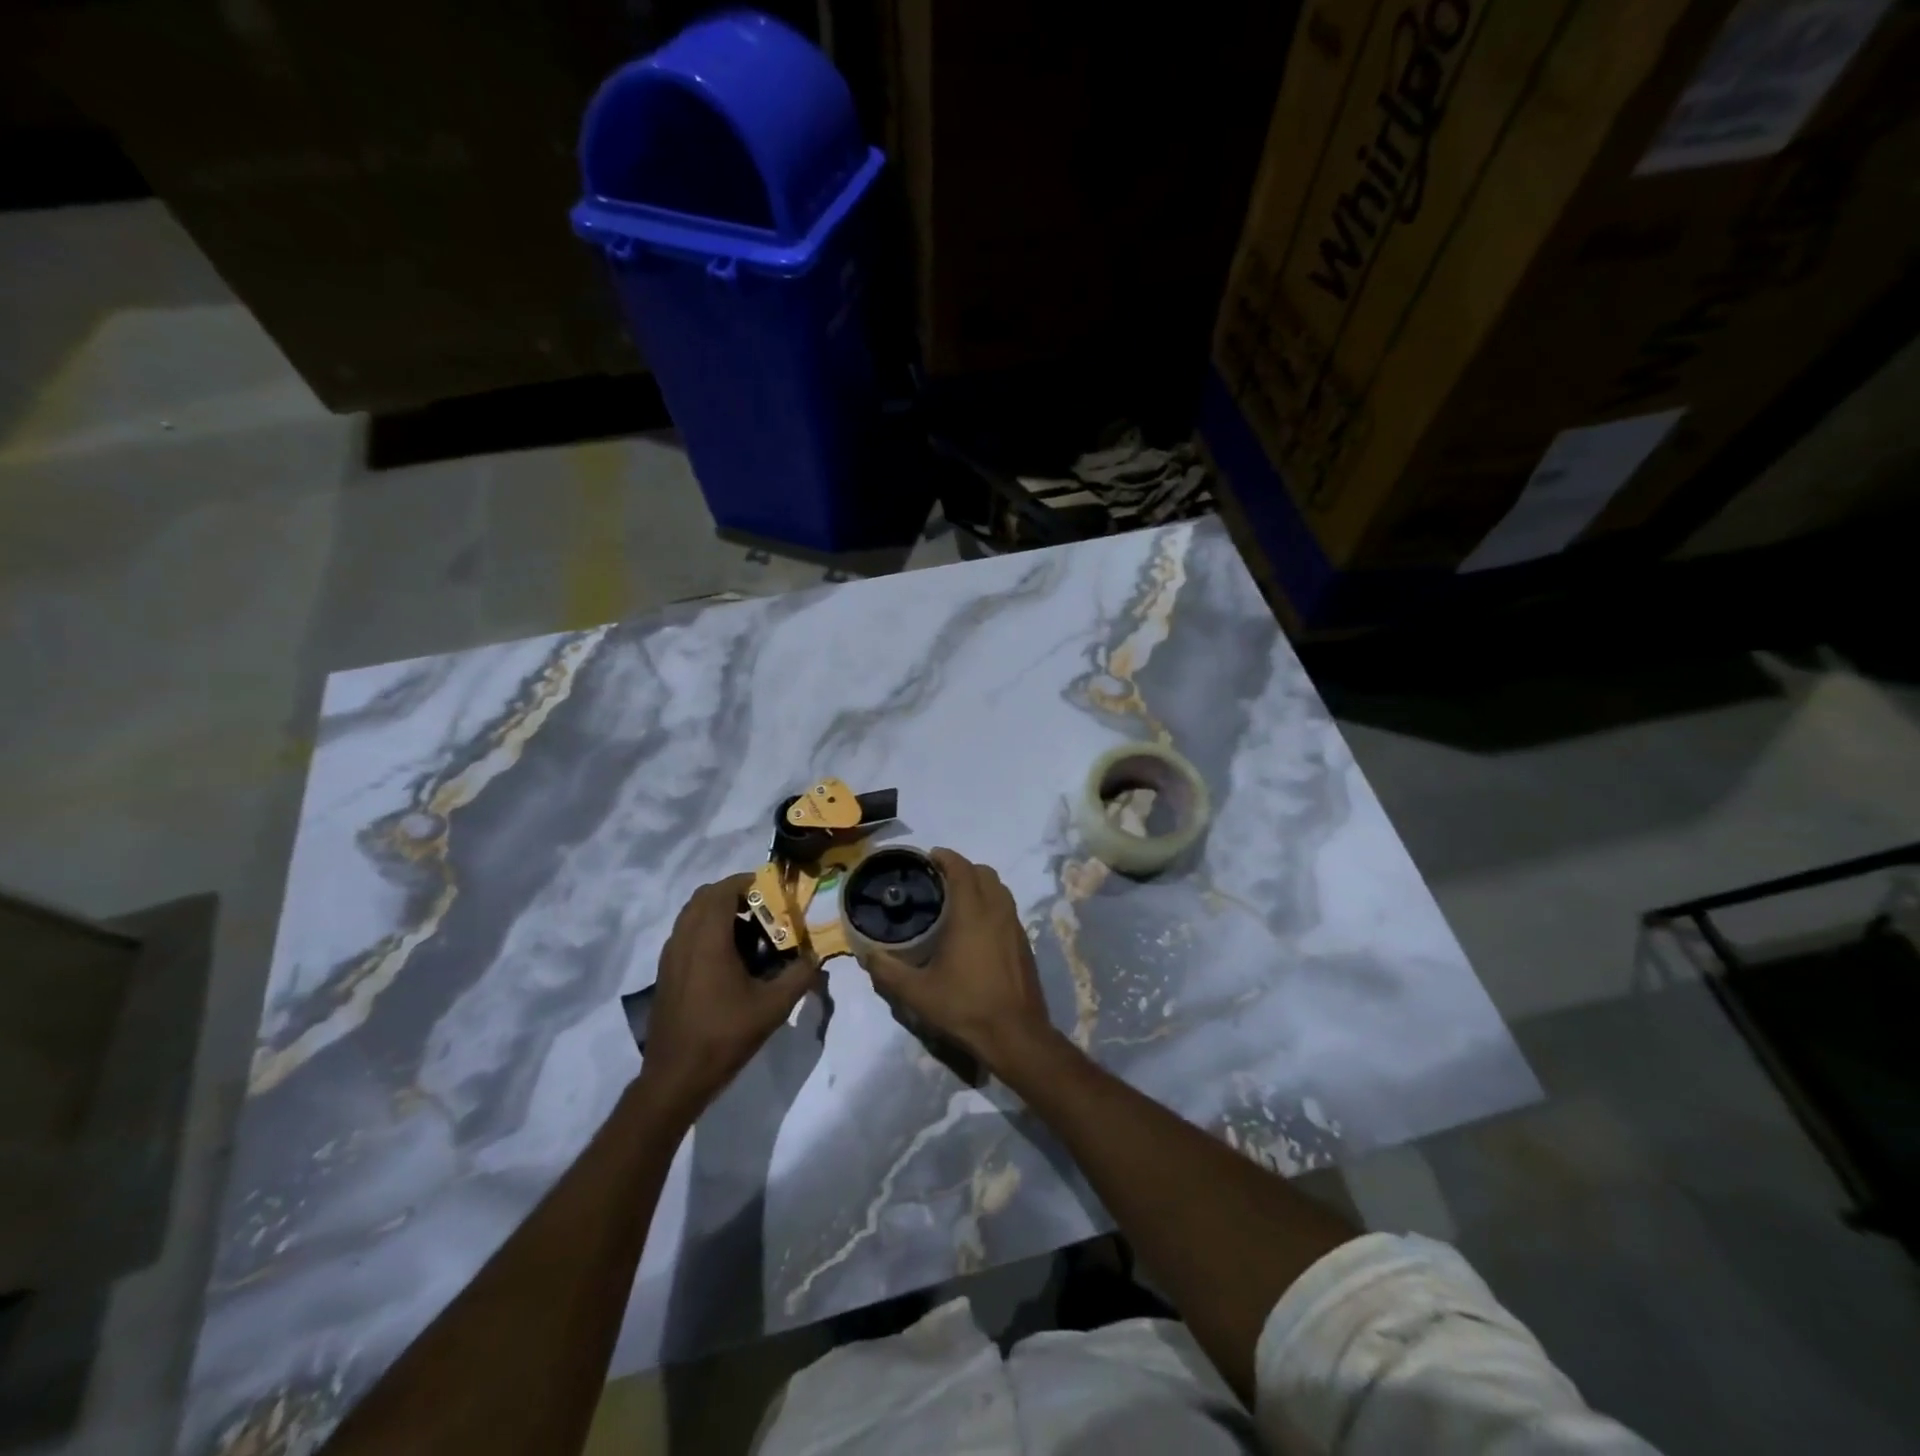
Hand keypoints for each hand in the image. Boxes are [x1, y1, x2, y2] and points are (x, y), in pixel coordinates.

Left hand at [637, 875, 818, 1121]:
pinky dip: (706, 931)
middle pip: (704, 897)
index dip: (748, 881)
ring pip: (692, 915)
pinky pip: (685, 935)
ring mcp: (670, 956)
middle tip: (763, 908)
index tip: (773, 889)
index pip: (723, 890)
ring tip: (749, 932)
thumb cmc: (725, 1035)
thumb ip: (800, 975)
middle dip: (734, 894)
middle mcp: (684, 939)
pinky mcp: (665, 973)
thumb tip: (816, 957)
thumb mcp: (773, 1006)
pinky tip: (729, 959)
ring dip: (719, 912)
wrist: (676, 1077)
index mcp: (708, 939)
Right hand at [858, 849, 1057, 1075]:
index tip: (928, 858)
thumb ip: (887, 970)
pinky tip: (976, 928)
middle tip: (938, 880)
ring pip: (1000, 889)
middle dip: (962, 868)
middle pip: (984, 872)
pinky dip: (991, 903)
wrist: (1016, 1035)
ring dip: (979, 884)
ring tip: (956, 900)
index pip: (961, 868)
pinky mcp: (1024, 942)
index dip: (945, 857)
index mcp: (972, 913)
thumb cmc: (965, 1007)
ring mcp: (1015, 926)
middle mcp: (997, 911)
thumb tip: (866, 953)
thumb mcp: (917, 993)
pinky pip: (1007, 908)